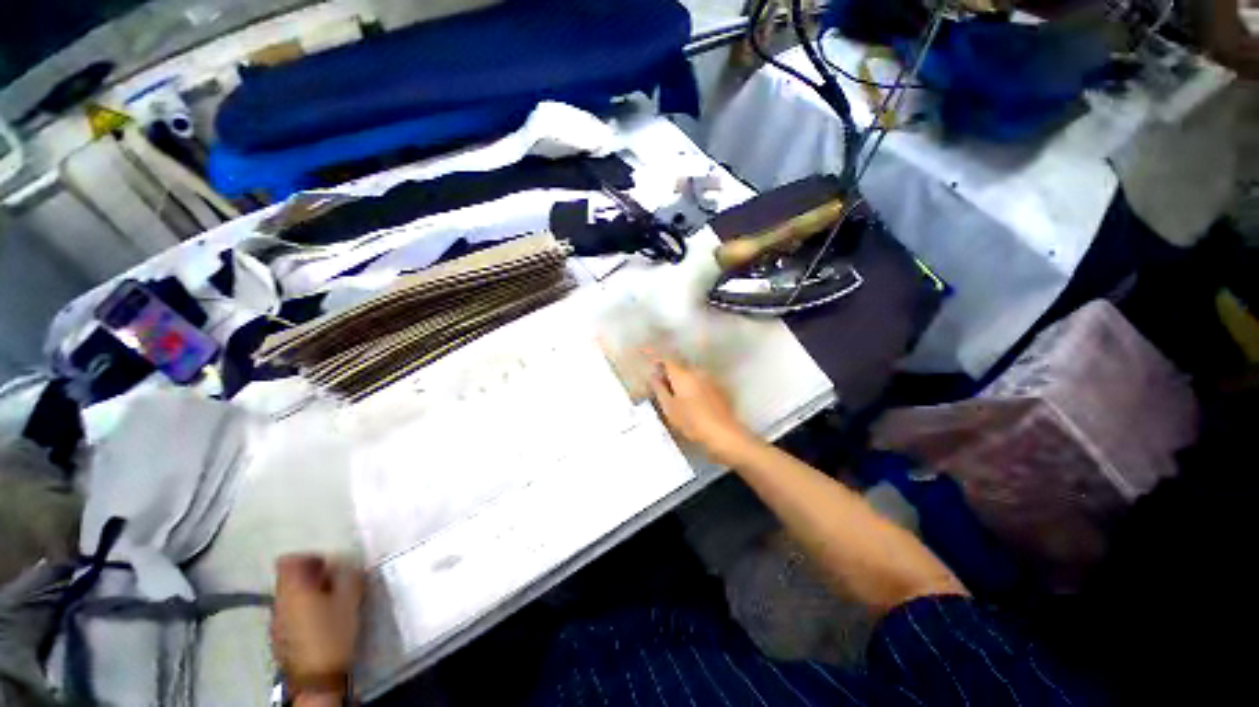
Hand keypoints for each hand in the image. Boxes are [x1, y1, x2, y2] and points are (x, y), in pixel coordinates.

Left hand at [272, 554, 364, 699]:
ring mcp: (277, 621)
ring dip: (309, 593)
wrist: (317, 678)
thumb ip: (349, 576)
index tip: (329, 564)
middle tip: (335, 581)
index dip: (309, 558)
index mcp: (294, 590)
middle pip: (290, 579)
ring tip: (331, 601)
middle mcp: (279, 602)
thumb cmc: (333, 633)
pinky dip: (304, 609)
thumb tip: (350, 563)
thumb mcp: (350, 600)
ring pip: (290, 596)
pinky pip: (290, 612)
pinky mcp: (280, 638)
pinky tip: (321, 620)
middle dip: (312, 576)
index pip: (289, 561)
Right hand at [648, 356, 760, 465]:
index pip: (665, 358)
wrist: (724, 433)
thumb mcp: (670, 408)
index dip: (653, 353)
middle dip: (665, 368)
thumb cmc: (692, 422)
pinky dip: (688, 384)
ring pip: (688, 373)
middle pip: (677, 364)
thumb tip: (654, 375)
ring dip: (677, 377)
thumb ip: (660, 389)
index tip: (643, 350)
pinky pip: (697, 380)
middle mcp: (696, 372)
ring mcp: (709, 379)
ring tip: (670, 390)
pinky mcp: (717, 388)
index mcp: (683, 374)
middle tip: (655, 378)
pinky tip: (687, 397)